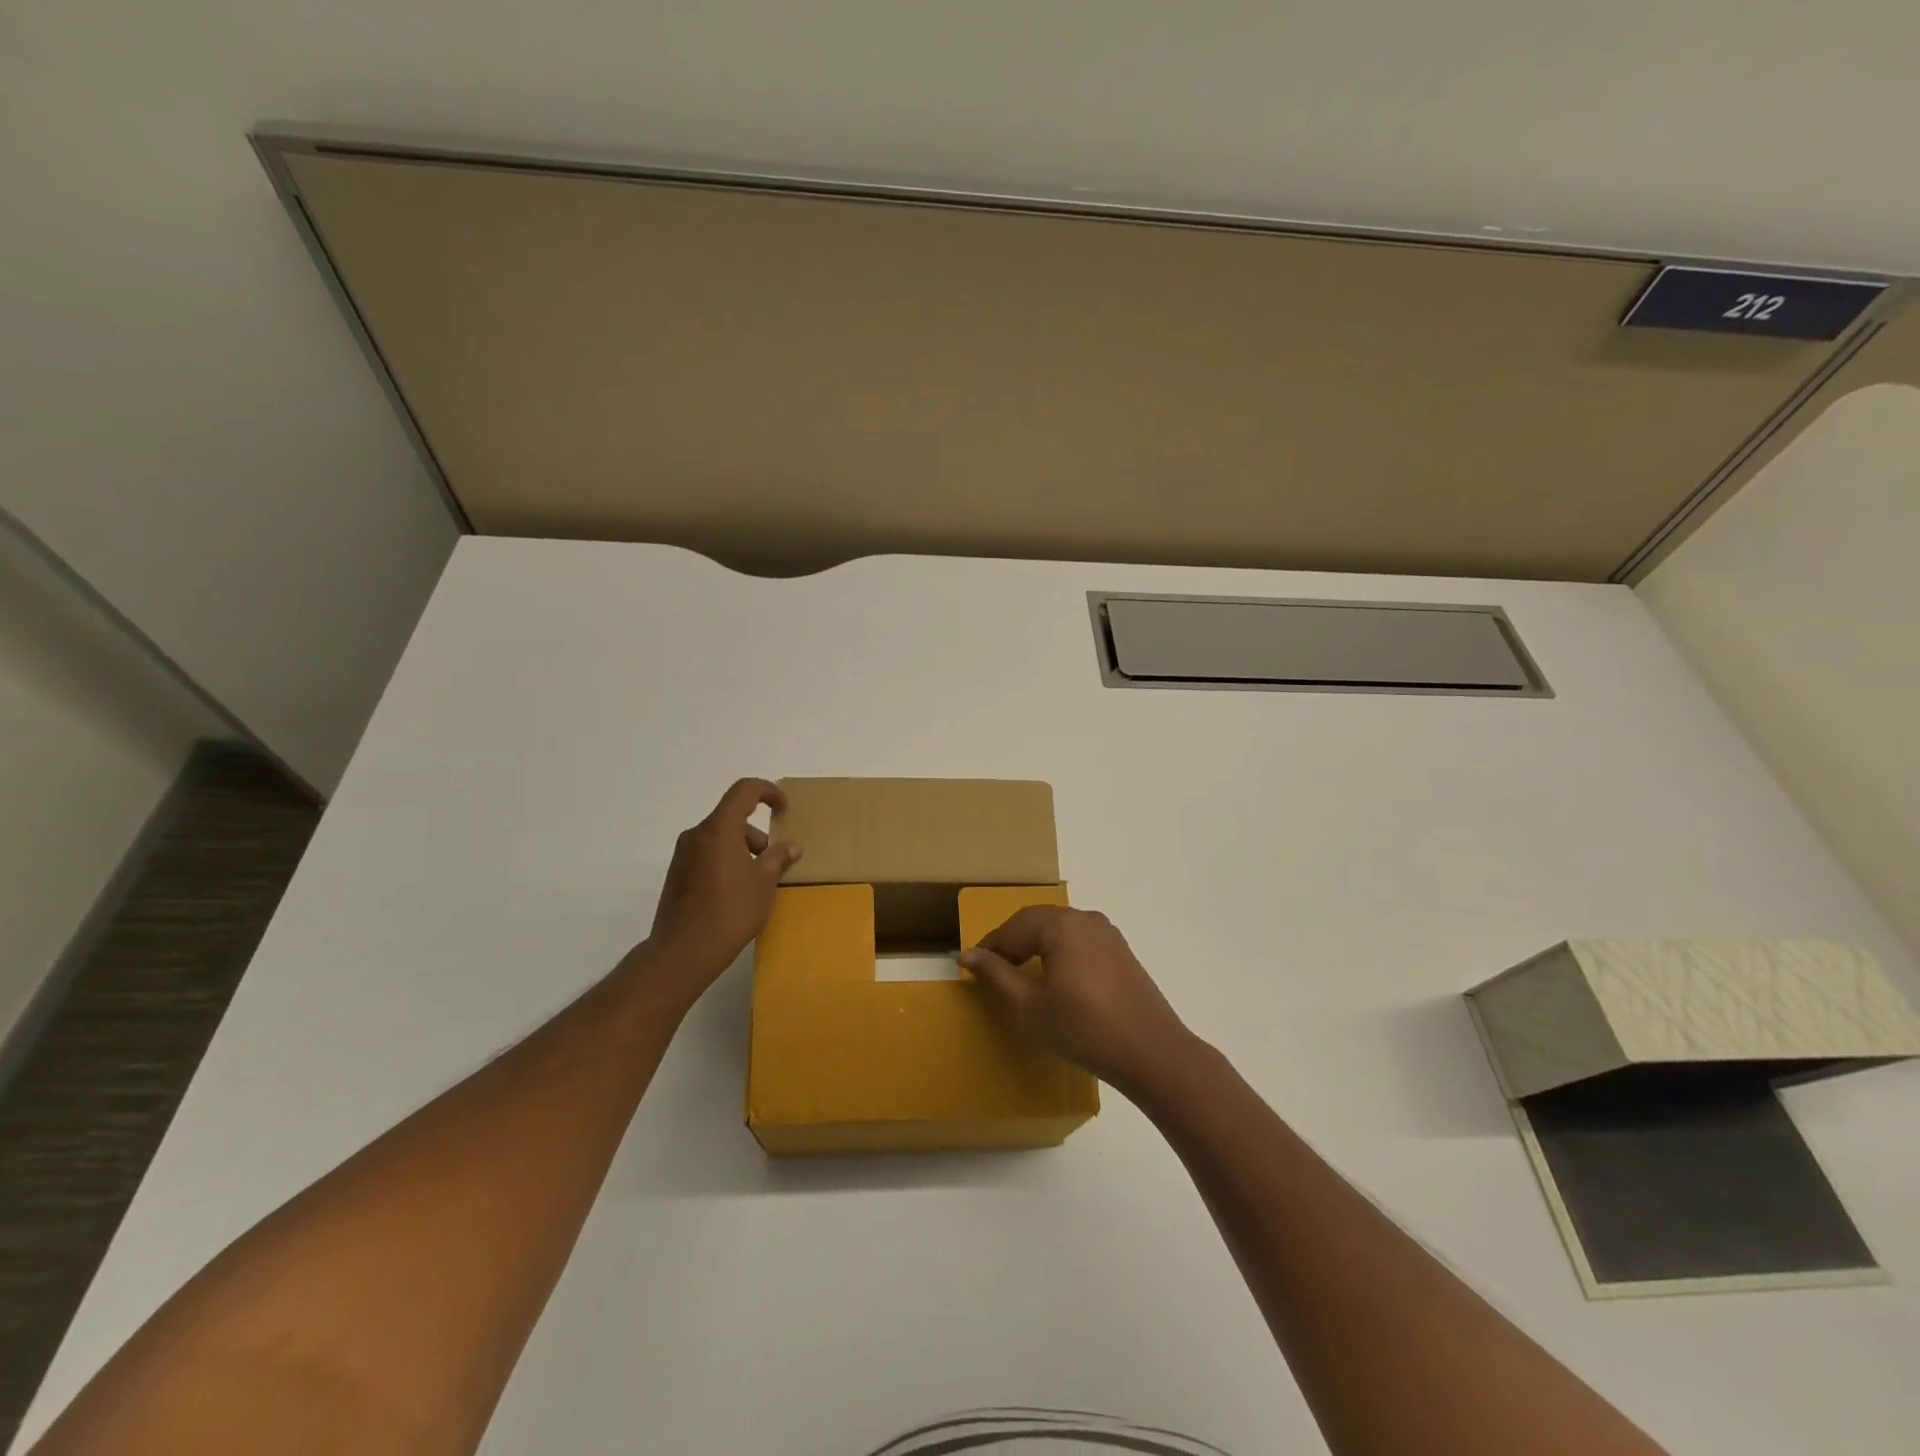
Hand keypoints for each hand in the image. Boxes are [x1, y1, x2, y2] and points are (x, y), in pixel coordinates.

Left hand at [643, 778, 800, 992]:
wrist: (684, 951)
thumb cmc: (731, 911)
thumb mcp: (764, 883)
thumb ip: (778, 858)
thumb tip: (792, 846)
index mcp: (719, 829)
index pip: (744, 790)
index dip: (768, 791)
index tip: (783, 809)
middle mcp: (697, 835)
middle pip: (732, 818)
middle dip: (757, 835)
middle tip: (773, 862)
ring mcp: (683, 855)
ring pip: (720, 838)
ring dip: (742, 850)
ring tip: (756, 883)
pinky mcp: (676, 875)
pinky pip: (707, 855)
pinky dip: (726, 862)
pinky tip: (736, 893)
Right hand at [960, 906, 1194, 1095]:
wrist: (1151, 1051)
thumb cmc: (1082, 1028)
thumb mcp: (1029, 1006)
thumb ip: (997, 976)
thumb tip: (968, 955)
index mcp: (1060, 925)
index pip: (1014, 926)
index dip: (991, 945)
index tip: (971, 964)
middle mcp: (1084, 918)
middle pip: (1037, 921)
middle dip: (1012, 941)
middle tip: (993, 968)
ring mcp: (1107, 933)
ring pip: (1060, 929)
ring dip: (1036, 945)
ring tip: (1020, 972)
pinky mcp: (1121, 951)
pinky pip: (1080, 940)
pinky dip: (1060, 951)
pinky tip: (1056, 977)